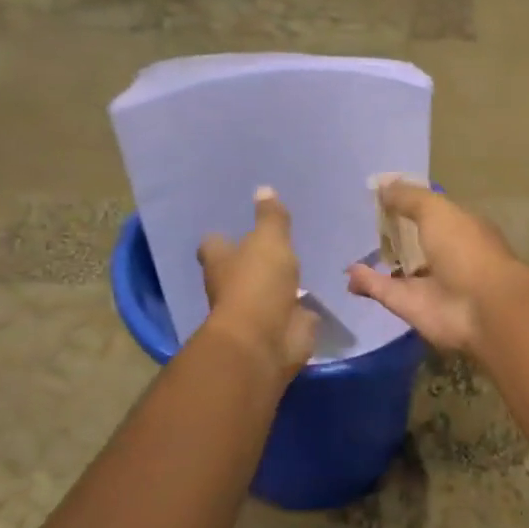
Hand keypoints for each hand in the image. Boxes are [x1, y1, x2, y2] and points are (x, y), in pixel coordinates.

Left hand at [197, 188, 318, 380]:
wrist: (267, 339)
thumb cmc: (258, 283)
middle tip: (273, 243)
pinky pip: (292, 312)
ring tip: (299, 266)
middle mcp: (233, 286)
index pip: (214, 244)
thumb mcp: (269, 241)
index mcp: (221, 262)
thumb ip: (271, 218)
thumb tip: (263, 188)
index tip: (231, 228)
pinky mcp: (282, 327)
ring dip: (278, 284)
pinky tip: (314, 295)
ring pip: (267, 291)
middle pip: (239, 269)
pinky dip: (299, 307)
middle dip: (252, 260)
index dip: (221, 237)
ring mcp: (257, 310)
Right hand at [346, 183, 525, 352]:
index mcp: (462, 228)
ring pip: (399, 269)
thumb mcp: (437, 211)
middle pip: (415, 242)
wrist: (481, 308)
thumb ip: (409, 198)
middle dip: (393, 234)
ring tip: (350, 249)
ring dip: (378, 261)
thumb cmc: (465, 249)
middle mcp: (448, 255)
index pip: (433, 213)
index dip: (410, 203)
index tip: (382, 195)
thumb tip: (382, 185)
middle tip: (363, 223)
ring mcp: (430, 283)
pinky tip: (349, 272)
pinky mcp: (412, 307)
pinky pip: (385, 290)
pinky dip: (367, 282)